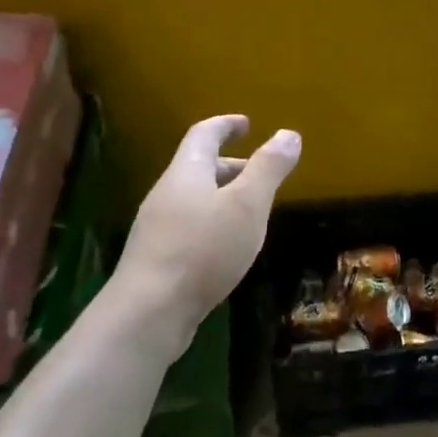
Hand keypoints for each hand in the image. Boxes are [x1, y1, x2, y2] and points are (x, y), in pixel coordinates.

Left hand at [112, 115, 300, 353]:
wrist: (149, 312)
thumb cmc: (203, 249)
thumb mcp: (247, 205)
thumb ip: (269, 168)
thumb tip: (288, 134)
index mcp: (186, 172)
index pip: (204, 134)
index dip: (226, 125)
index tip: (246, 123)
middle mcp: (167, 193)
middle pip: (198, 167)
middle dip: (231, 165)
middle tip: (260, 172)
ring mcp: (157, 228)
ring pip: (195, 199)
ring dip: (223, 197)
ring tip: (251, 212)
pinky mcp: (157, 259)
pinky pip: (189, 227)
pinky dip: (213, 224)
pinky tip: (228, 248)